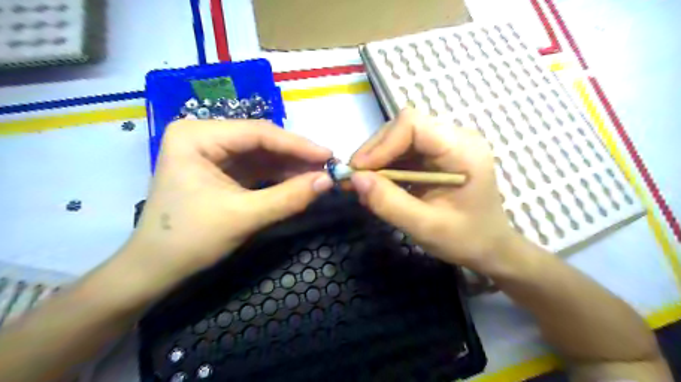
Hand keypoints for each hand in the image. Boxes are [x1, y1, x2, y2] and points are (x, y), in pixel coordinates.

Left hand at [123, 120, 334, 285]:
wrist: (156, 269)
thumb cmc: (190, 240)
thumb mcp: (244, 217)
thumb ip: (289, 197)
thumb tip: (328, 181)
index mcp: (196, 136)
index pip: (257, 133)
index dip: (297, 145)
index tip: (329, 155)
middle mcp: (204, 136)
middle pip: (261, 141)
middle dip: (295, 156)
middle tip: (328, 166)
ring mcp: (212, 152)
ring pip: (262, 154)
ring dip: (291, 166)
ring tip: (320, 175)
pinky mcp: (221, 169)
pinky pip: (256, 167)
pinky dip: (279, 175)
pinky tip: (300, 181)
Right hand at [350, 108, 515, 276]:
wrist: (489, 247)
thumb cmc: (465, 239)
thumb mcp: (425, 227)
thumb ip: (389, 203)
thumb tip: (355, 179)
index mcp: (462, 150)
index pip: (412, 125)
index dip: (381, 144)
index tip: (360, 172)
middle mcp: (454, 138)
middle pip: (402, 128)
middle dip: (374, 153)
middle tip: (354, 181)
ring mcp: (445, 145)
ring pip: (399, 139)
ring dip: (377, 162)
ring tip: (363, 188)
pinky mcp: (436, 156)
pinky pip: (403, 153)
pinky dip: (385, 168)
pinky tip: (378, 188)